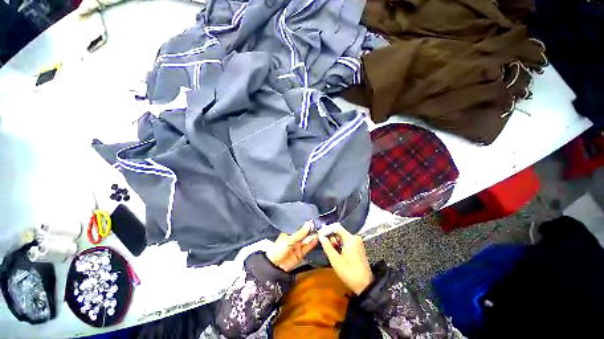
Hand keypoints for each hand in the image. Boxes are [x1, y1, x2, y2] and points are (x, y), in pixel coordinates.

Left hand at [265, 221, 318, 271]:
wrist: (276, 266)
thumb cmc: (279, 249)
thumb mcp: (289, 240)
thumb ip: (299, 233)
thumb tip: (308, 224)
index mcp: (290, 232)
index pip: (299, 226)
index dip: (305, 224)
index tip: (312, 220)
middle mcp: (295, 238)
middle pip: (304, 233)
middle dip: (310, 229)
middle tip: (318, 225)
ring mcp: (298, 245)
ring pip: (307, 239)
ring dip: (312, 236)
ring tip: (319, 231)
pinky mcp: (301, 253)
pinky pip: (308, 247)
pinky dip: (312, 243)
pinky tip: (316, 239)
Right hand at [318, 223, 373, 294]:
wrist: (365, 286)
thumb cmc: (349, 273)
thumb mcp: (335, 260)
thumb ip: (327, 246)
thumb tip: (321, 236)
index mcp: (350, 238)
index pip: (336, 227)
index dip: (327, 229)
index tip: (320, 235)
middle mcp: (355, 238)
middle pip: (339, 232)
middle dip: (332, 239)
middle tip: (329, 250)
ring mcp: (358, 243)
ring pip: (342, 238)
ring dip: (336, 244)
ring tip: (335, 255)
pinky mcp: (358, 248)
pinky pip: (347, 242)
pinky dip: (341, 246)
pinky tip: (339, 255)